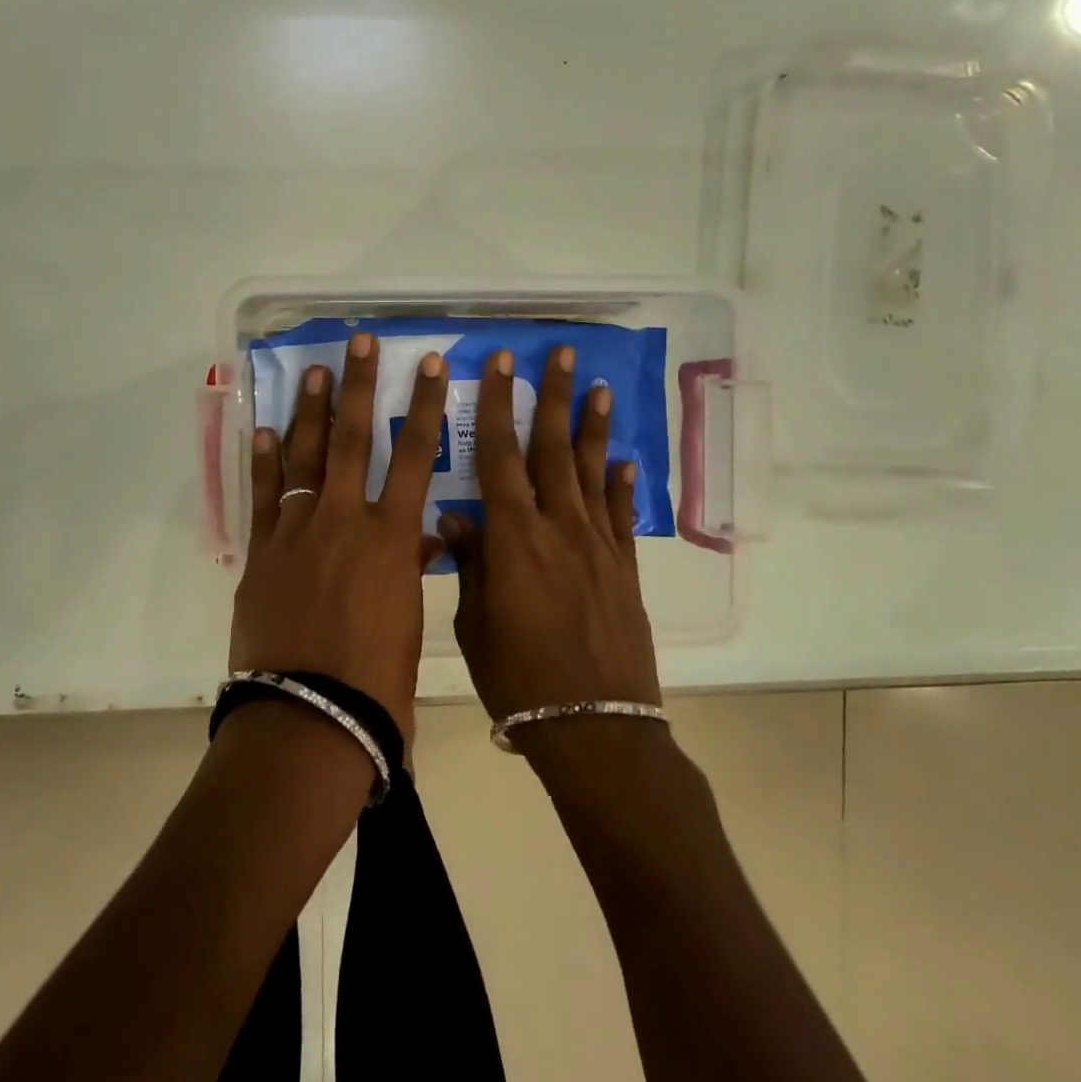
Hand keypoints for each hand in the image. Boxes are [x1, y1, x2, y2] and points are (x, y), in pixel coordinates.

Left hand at [228, 332, 449, 740]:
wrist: (310, 719)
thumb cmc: (377, 682)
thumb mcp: (408, 622)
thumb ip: (410, 571)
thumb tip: (422, 541)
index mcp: (391, 537)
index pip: (414, 456)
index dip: (422, 406)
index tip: (427, 365)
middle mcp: (344, 520)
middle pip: (353, 439)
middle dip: (359, 385)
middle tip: (359, 342)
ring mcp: (297, 532)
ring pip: (304, 457)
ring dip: (310, 410)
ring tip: (313, 370)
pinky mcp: (262, 553)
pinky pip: (264, 496)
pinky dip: (264, 461)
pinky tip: (263, 429)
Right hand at [440, 345, 661, 721]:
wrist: (594, 728)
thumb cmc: (518, 679)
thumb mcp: (476, 622)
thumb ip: (471, 562)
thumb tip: (456, 517)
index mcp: (514, 537)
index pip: (499, 455)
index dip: (496, 405)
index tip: (500, 364)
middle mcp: (559, 527)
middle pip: (554, 449)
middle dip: (553, 397)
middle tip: (561, 353)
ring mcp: (598, 545)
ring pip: (594, 472)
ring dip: (595, 427)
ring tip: (600, 387)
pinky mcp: (625, 568)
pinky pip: (622, 516)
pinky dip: (623, 485)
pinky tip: (625, 462)